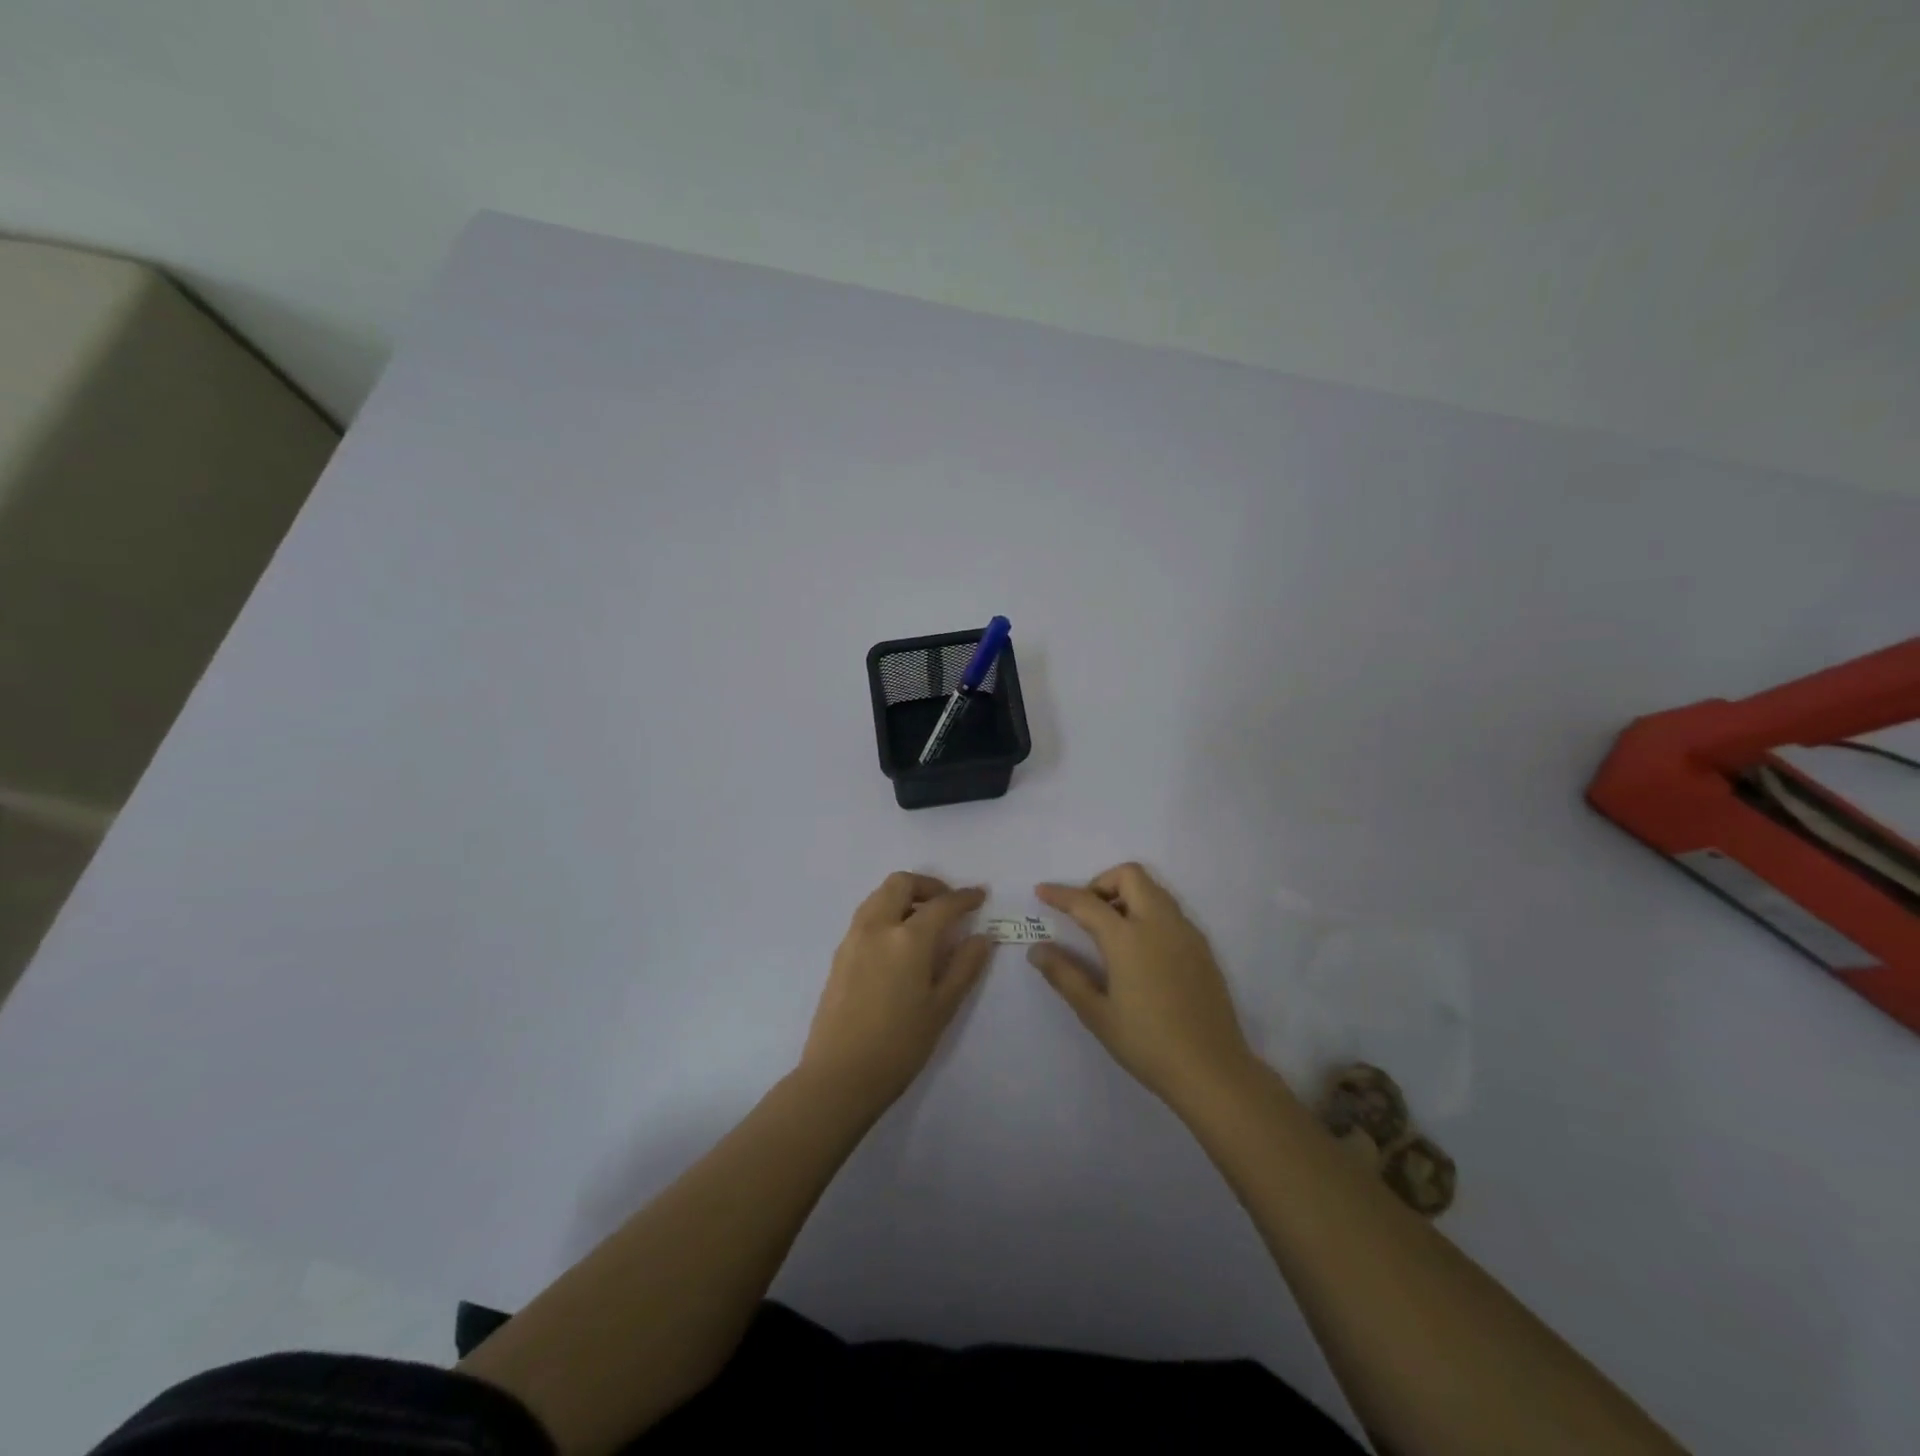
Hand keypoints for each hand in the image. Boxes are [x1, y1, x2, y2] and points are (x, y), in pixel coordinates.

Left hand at [800, 873, 994, 1111]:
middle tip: (948, 903)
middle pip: (901, 884)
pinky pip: (866, 916)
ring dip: (904, 896)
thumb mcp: (941, 1008)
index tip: (980, 896)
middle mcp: (877, 927)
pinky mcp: (839, 954)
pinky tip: (899, 942)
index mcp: (907, 939)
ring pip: (879, 896)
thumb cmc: (899, 1046)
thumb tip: (982, 937)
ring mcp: (853, 939)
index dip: (964, 897)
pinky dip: (886, 912)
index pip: (942, 905)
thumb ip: (964, 967)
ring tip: (924, 920)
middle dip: (928, 885)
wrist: (839, 1076)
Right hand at [1031, 863, 1254, 1107]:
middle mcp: (1159, 923)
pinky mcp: (1202, 947)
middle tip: (1086, 914)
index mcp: (1128, 938)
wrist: (1212, 1070)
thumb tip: (1037, 949)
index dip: (1060, 894)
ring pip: (1153, 889)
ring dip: (1127, 895)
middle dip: (1101, 883)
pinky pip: (1170, 911)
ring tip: (1110, 932)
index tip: (1041, 891)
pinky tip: (1140, 950)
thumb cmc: (1147, 1043)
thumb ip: (1064, 975)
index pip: (1087, 902)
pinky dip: (1148, 912)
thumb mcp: (1096, 1013)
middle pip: (1129, 876)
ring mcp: (1185, 932)